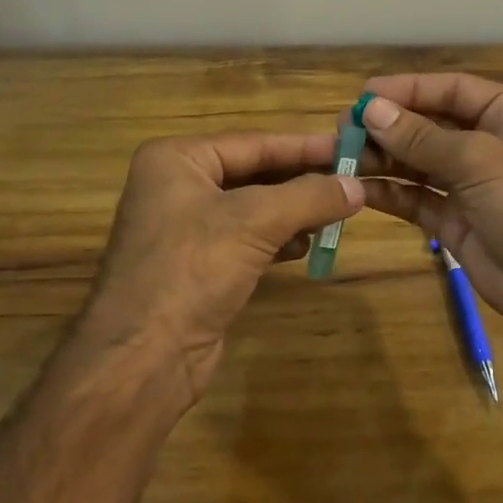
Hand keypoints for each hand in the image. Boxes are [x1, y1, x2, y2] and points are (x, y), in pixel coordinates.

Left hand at [80, 131, 363, 407]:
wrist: (143, 359)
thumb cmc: (192, 270)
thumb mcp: (255, 222)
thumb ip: (310, 197)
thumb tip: (358, 187)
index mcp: (176, 160)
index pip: (253, 143)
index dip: (304, 146)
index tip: (350, 147)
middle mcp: (176, 186)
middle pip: (253, 173)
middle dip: (301, 180)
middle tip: (351, 180)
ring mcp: (185, 229)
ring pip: (253, 208)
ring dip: (294, 211)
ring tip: (337, 213)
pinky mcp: (197, 266)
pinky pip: (246, 239)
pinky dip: (277, 239)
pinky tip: (307, 245)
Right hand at [356, 73, 502, 354]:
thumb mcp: (480, 161)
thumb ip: (422, 137)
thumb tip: (371, 110)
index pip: (452, 89)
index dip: (407, 89)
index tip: (362, 96)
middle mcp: (492, 143)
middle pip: (431, 125)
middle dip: (389, 126)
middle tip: (341, 129)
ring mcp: (474, 185)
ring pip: (419, 162)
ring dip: (383, 158)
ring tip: (340, 157)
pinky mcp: (458, 221)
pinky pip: (418, 198)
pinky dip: (391, 193)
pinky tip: (360, 189)